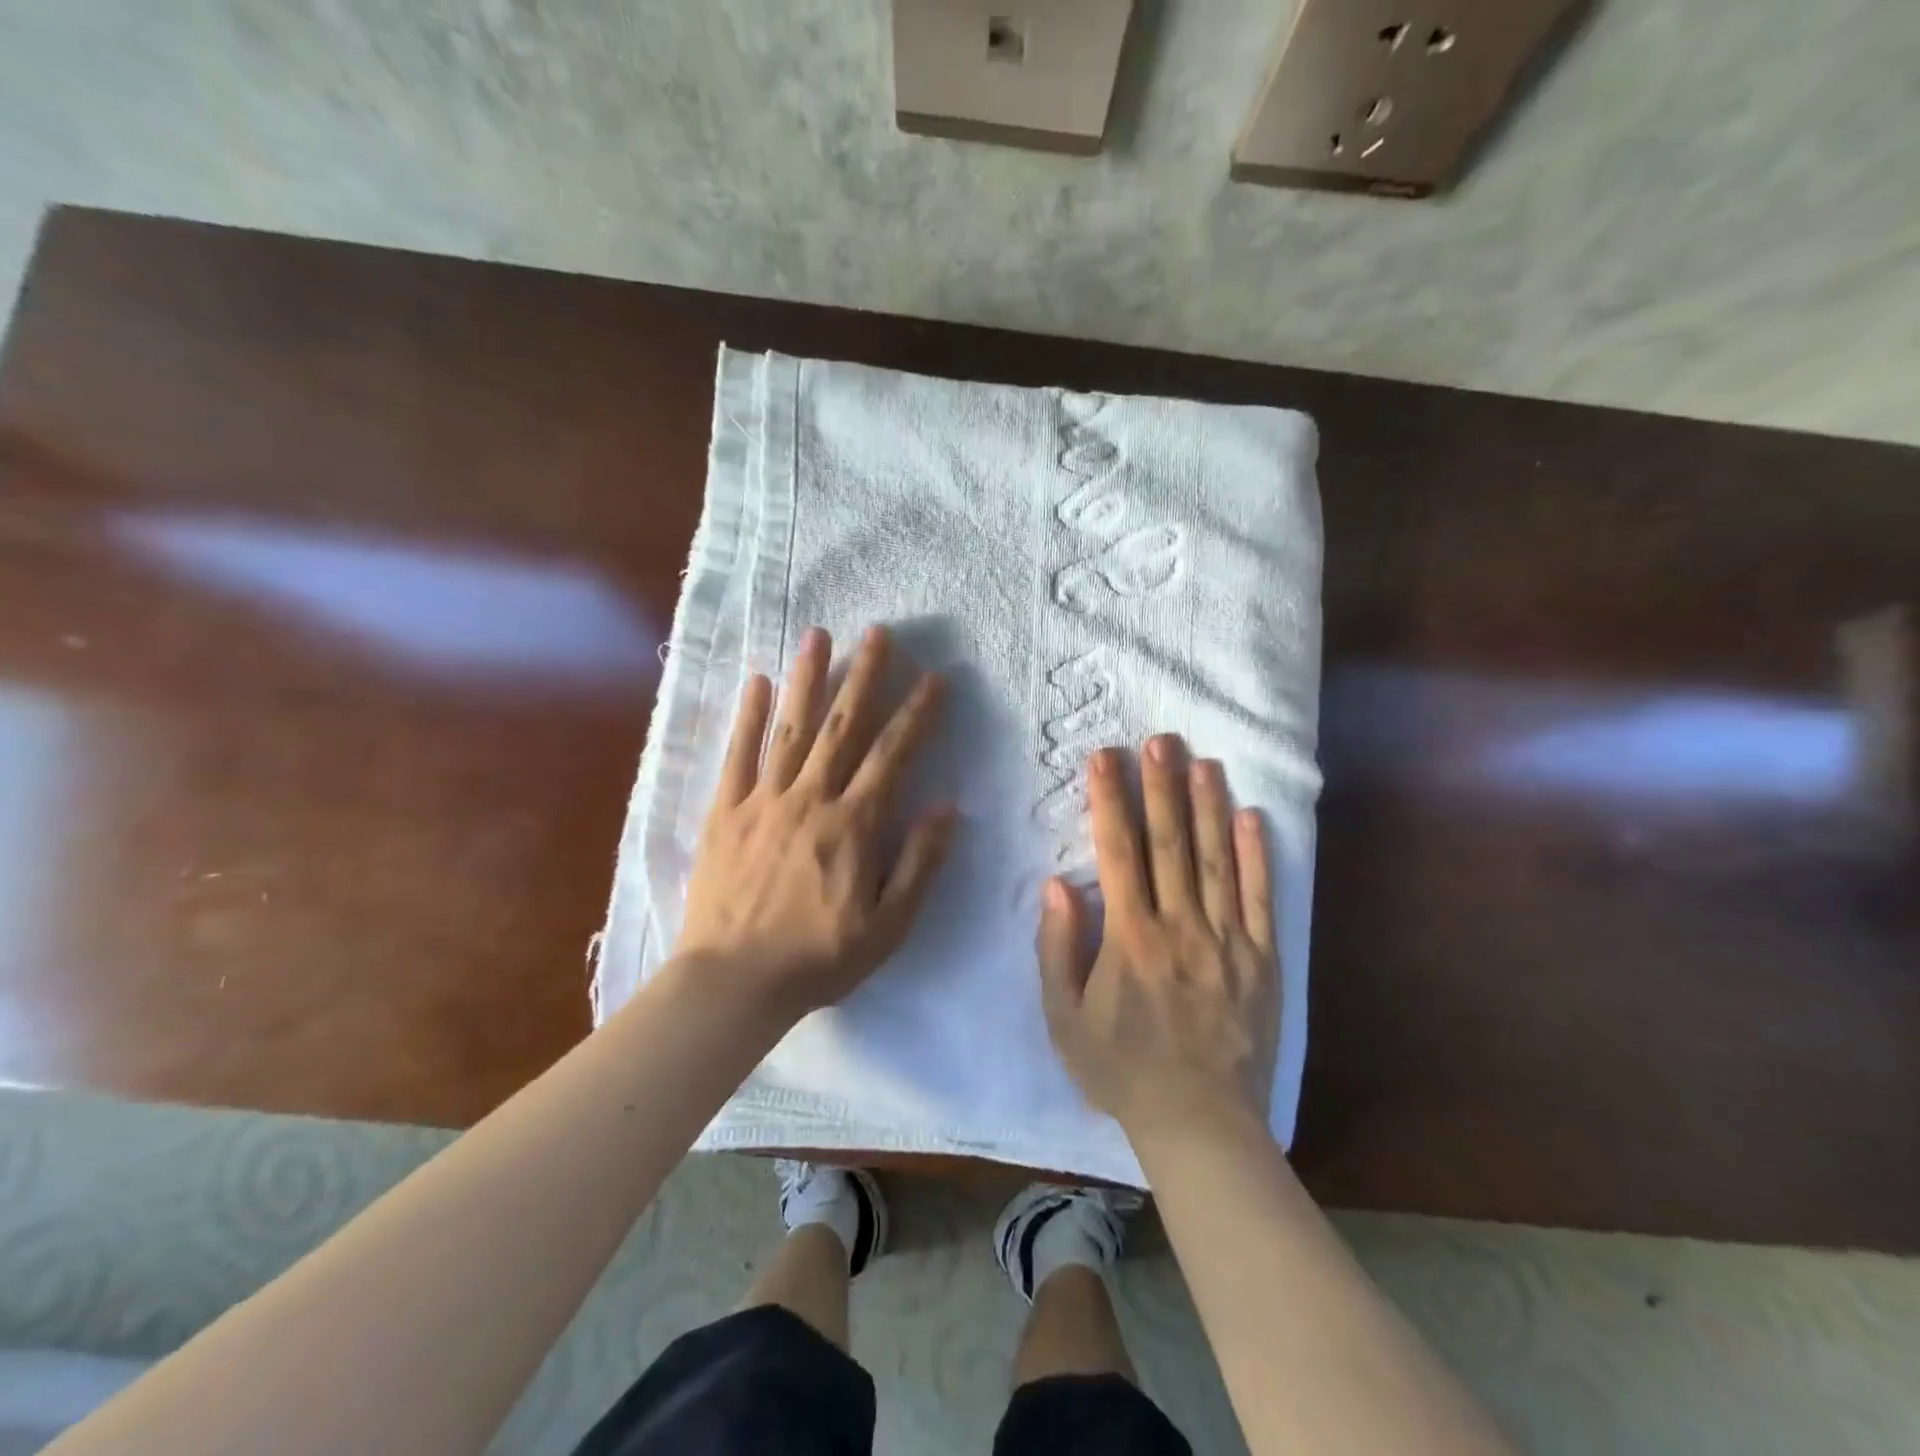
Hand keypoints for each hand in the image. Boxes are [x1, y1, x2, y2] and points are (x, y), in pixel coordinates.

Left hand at [675, 624, 956, 1020]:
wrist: (732, 983)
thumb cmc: (818, 958)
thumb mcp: (888, 926)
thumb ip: (919, 864)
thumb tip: (947, 808)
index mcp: (853, 824)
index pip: (893, 755)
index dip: (917, 714)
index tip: (934, 678)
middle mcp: (810, 798)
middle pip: (842, 726)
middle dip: (865, 676)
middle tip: (879, 633)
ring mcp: (762, 799)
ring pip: (790, 727)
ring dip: (807, 678)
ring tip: (819, 635)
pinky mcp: (725, 811)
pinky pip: (737, 754)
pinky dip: (747, 716)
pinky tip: (757, 681)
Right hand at [1038, 735, 1279, 1148]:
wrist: (1201, 1124)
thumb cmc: (1122, 1070)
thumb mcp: (1064, 1018)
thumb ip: (1058, 948)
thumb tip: (1058, 883)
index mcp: (1129, 939)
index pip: (1118, 853)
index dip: (1110, 801)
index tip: (1105, 758)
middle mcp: (1180, 928)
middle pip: (1170, 844)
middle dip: (1161, 787)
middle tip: (1159, 740)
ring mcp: (1226, 941)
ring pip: (1216, 860)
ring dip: (1208, 806)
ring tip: (1202, 760)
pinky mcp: (1261, 959)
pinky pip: (1259, 898)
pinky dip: (1256, 856)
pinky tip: (1251, 816)